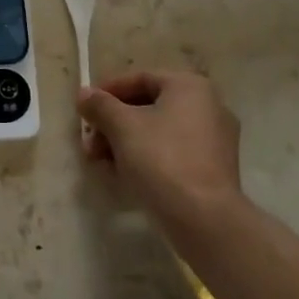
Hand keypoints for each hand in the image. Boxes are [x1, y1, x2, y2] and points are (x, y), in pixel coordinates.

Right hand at [78, 70, 245, 230]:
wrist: (205, 221)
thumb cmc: (162, 159)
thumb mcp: (122, 126)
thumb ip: (100, 105)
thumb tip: (84, 94)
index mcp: (189, 86)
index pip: (139, 78)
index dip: (107, 91)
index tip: (84, 109)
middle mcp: (208, 106)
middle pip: (148, 106)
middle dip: (113, 123)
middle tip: (90, 142)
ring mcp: (214, 140)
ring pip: (158, 132)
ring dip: (125, 142)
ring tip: (101, 162)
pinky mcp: (213, 170)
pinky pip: (172, 153)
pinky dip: (146, 158)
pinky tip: (123, 175)